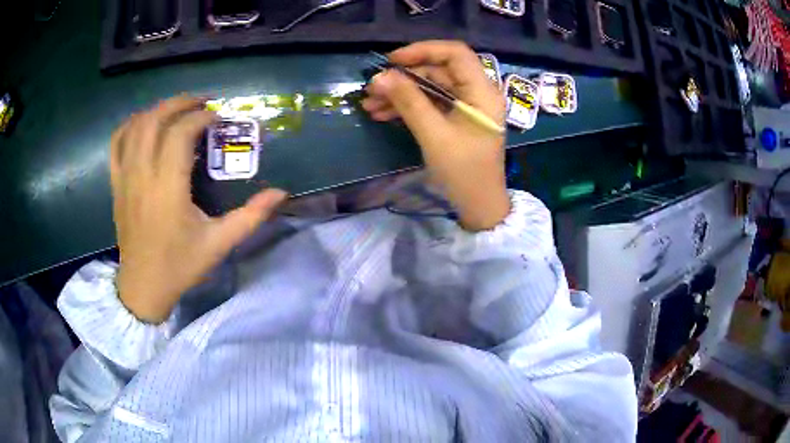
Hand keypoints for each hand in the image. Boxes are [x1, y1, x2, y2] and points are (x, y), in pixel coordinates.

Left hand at [110, 96, 286, 322]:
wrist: (143, 286)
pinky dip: (131, 125)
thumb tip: (281, 192)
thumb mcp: (219, 244)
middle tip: (202, 103)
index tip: (218, 119)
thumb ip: (250, 216)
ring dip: (159, 109)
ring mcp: (125, 177)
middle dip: (181, 103)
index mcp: (167, 189)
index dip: (201, 118)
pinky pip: (117, 143)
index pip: (180, 134)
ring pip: (136, 126)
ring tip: (178, 109)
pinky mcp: (116, 183)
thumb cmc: (180, 266)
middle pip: (156, 119)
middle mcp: (142, 175)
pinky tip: (145, 123)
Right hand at [362, 41, 509, 230]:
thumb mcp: (434, 135)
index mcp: (482, 91)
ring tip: (370, 105)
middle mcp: (477, 93)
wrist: (478, 206)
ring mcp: (466, 106)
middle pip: (438, 71)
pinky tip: (382, 114)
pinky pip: (430, 103)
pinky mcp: (456, 119)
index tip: (392, 60)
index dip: (423, 50)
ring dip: (400, 93)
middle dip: (403, 78)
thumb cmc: (463, 172)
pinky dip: (407, 106)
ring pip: (430, 88)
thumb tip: (380, 77)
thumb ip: (408, 102)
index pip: (455, 54)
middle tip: (372, 88)